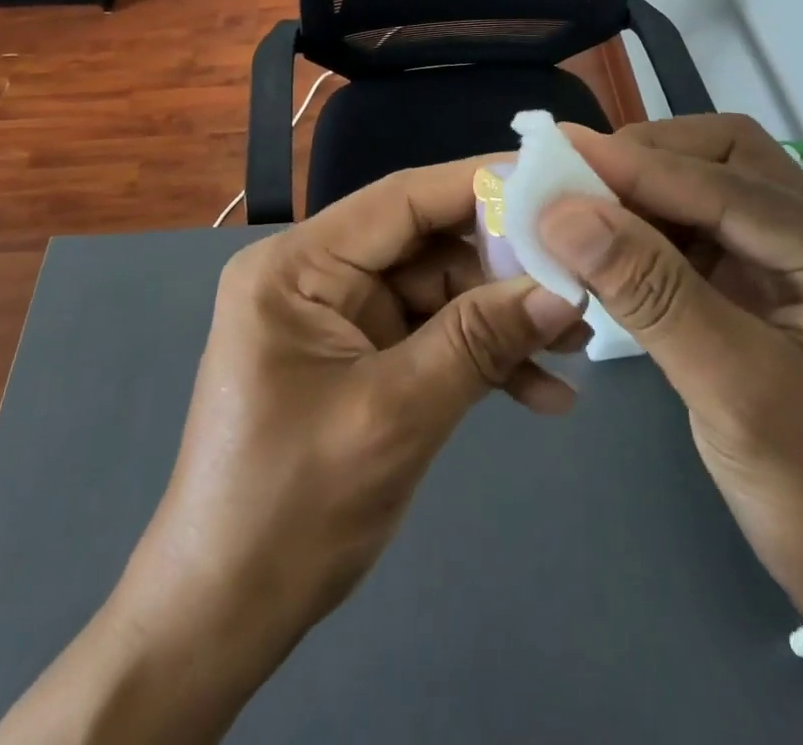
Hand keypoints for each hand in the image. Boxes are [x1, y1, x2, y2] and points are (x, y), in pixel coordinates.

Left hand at [141, 155, 587, 628]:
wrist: (223, 620)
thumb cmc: (289, 510)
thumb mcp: (395, 415)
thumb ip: (479, 342)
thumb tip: (563, 291)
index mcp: (298, 266)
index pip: (401, 201)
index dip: (479, 185)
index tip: (552, 182)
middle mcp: (316, 276)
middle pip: (426, 246)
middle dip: (503, 269)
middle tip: (579, 279)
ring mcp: (339, 319)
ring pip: (438, 294)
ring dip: (501, 321)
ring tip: (575, 345)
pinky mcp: (359, 359)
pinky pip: (430, 338)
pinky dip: (479, 360)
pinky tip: (540, 393)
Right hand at [539, 115, 802, 618]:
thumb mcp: (733, 394)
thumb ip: (649, 293)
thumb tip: (563, 214)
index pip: (733, 188)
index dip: (640, 167)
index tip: (561, 153)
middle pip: (732, 160)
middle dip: (650, 160)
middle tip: (575, 178)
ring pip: (713, 186)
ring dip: (645, 190)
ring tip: (581, 204)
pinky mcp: (774, 283)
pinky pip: (704, 230)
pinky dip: (652, 228)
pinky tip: (611, 244)